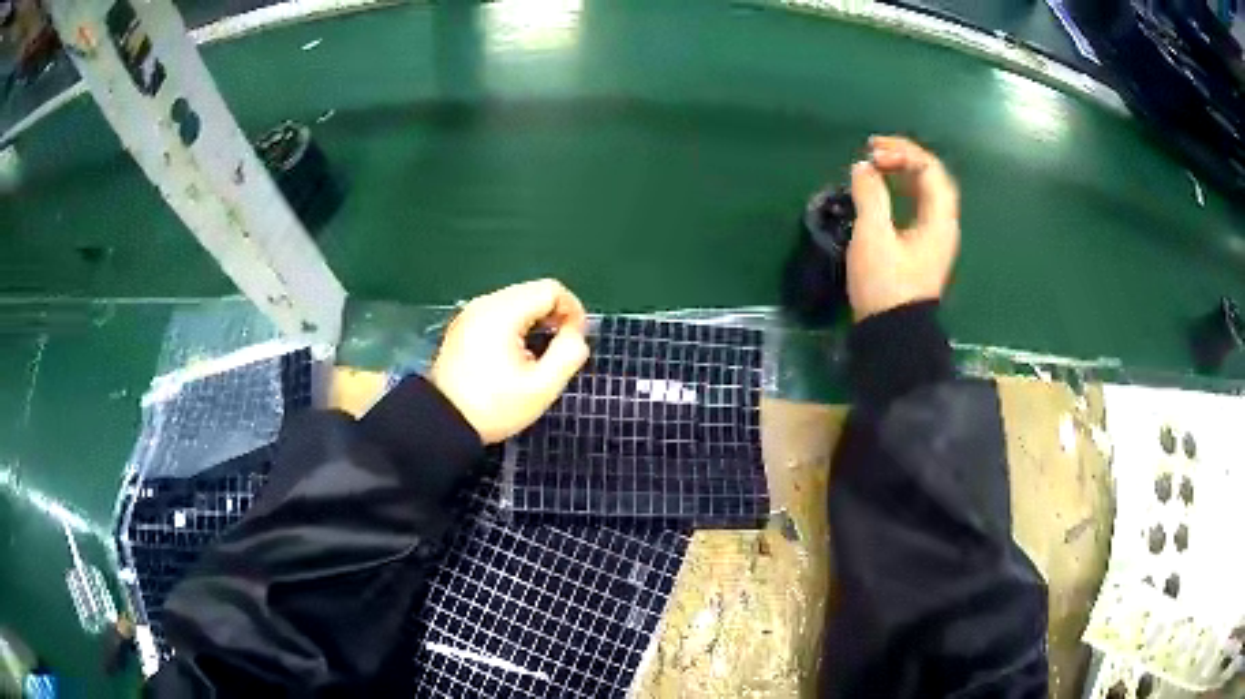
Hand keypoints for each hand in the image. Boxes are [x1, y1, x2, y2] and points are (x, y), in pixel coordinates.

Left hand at [430, 279, 589, 443]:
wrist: (443, 424)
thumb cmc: (494, 407)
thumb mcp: (542, 388)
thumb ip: (569, 354)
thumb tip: (576, 333)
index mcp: (502, 313)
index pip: (550, 289)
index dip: (573, 310)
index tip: (575, 340)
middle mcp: (484, 303)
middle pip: (533, 291)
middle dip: (555, 315)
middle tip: (561, 349)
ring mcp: (471, 313)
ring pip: (517, 300)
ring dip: (536, 320)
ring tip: (540, 354)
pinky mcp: (464, 326)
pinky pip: (500, 312)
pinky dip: (516, 325)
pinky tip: (516, 354)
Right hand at [847, 135, 960, 320]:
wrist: (892, 335)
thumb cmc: (886, 285)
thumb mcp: (873, 237)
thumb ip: (869, 196)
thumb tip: (863, 167)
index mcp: (939, 220)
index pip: (931, 169)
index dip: (903, 152)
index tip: (872, 154)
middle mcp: (943, 225)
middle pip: (932, 178)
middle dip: (905, 157)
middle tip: (874, 151)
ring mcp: (935, 239)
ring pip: (926, 193)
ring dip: (903, 173)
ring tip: (876, 166)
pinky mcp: (923, 250)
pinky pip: (919, 208)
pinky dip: (902, 192)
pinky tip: (884, 193)